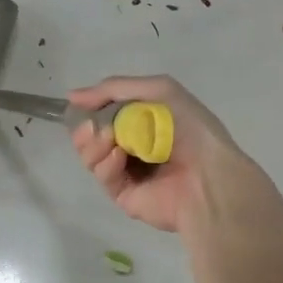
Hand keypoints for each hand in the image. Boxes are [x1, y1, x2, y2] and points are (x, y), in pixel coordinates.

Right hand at [68, 75, 254, 233]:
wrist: (209, 175)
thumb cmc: (190, 128)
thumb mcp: (159, 90)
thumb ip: (115, 88)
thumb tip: (73, 96)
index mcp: (145, 120)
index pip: (104, 112)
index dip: (89, 108)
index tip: (78, 104)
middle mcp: (134, 145)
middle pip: (91, 136)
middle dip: (85, 128)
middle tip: (90, 126)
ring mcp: (128, 171)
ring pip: (91, 156)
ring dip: (93, 144)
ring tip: (109, 139)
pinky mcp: (124, 195)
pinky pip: (103, 176)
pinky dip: (106, 163)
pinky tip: (119, 157)